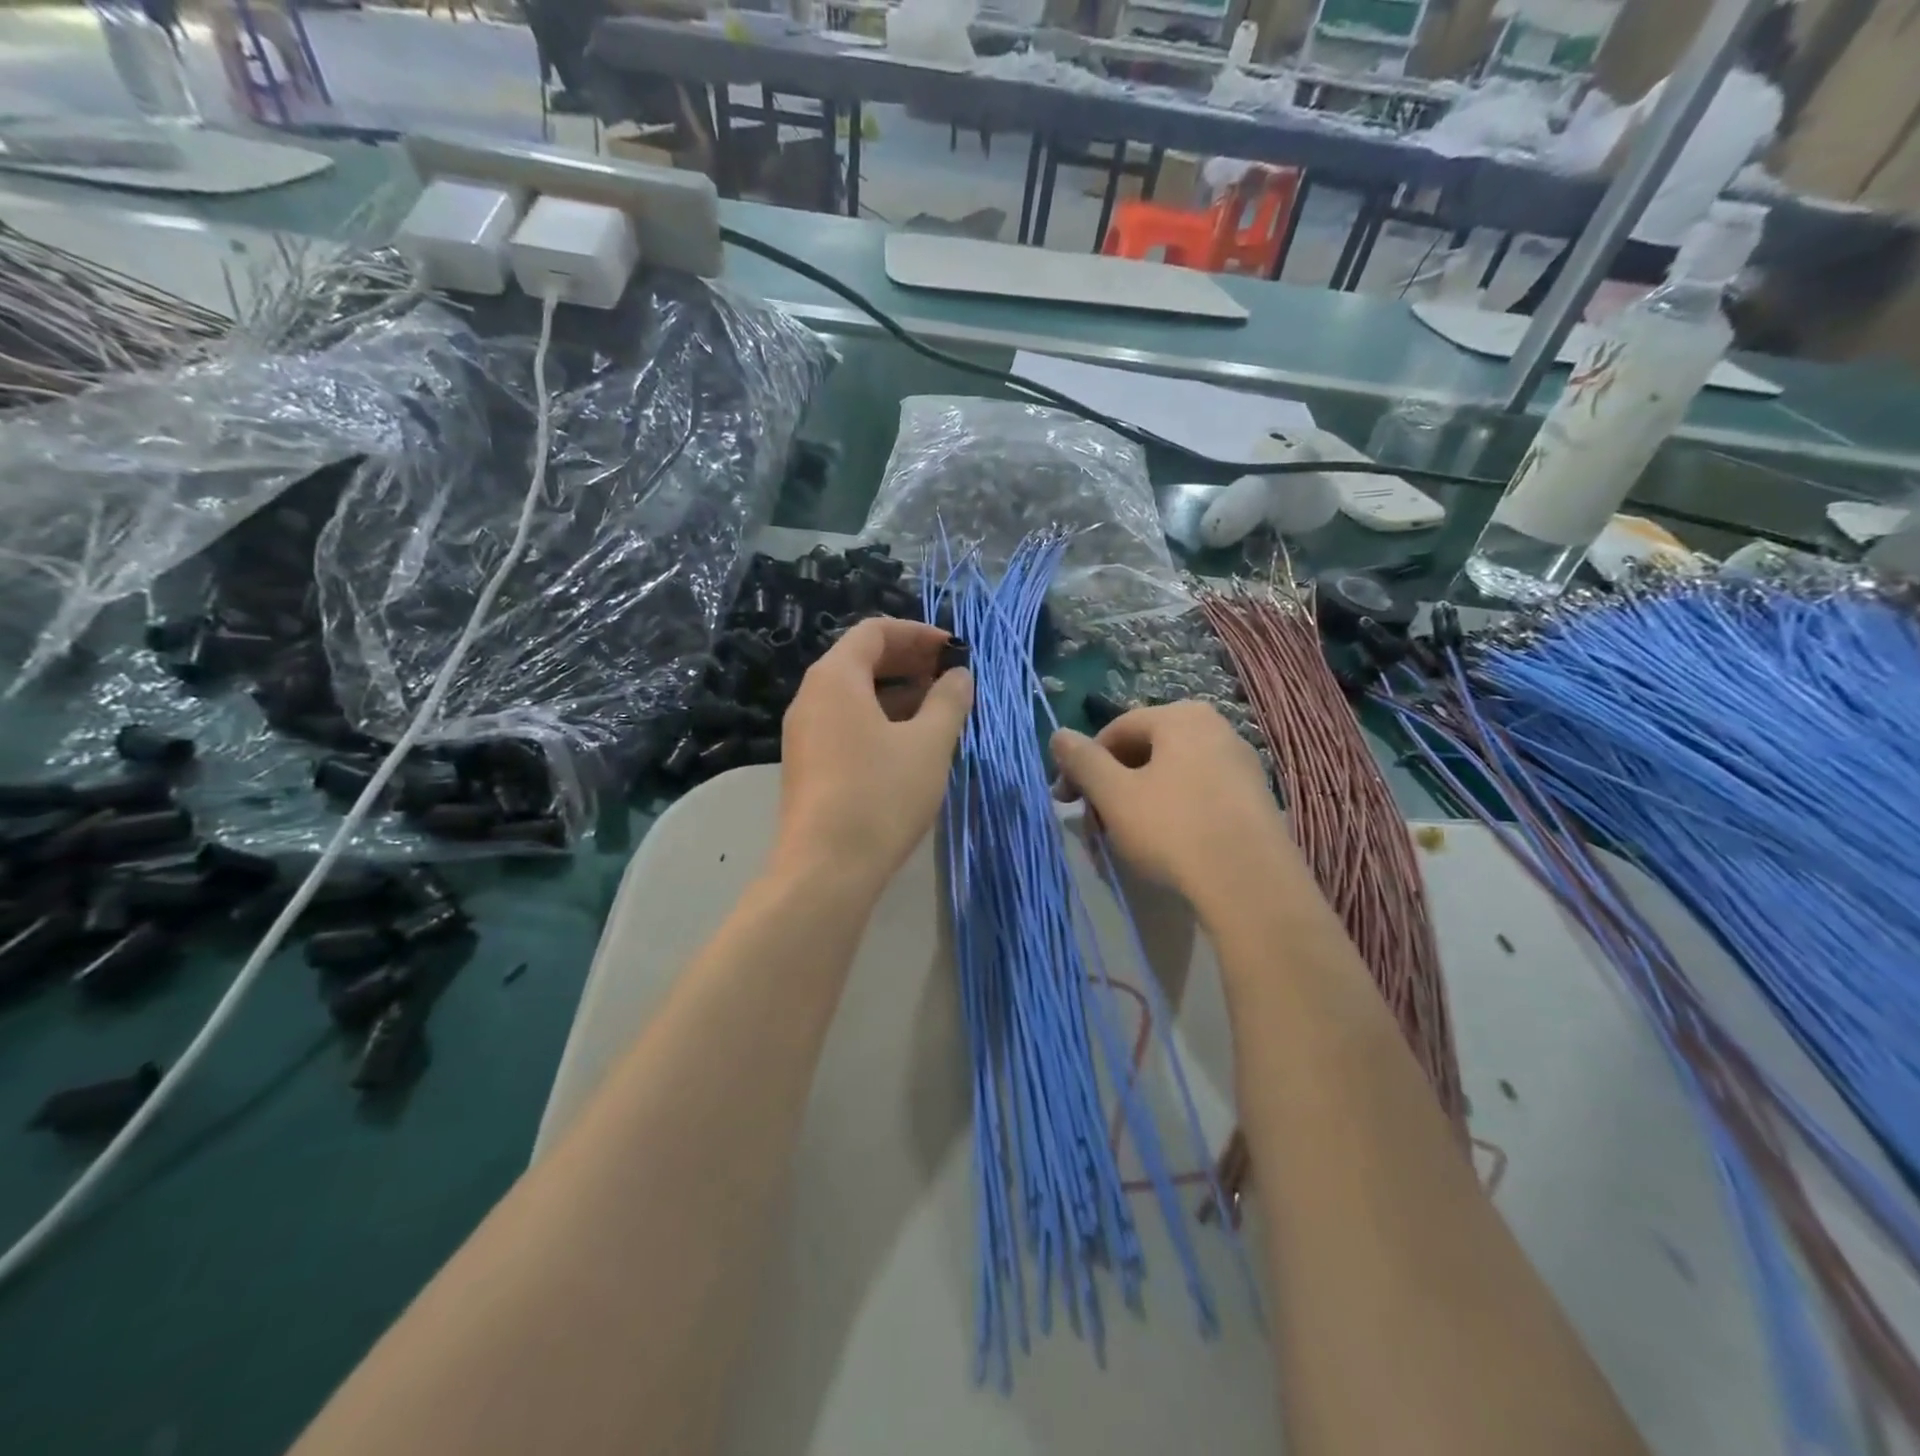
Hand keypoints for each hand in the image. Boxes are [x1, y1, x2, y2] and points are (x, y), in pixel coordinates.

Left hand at [771, 617, 971, 894]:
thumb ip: (949, 701)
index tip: (954, 650)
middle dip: (910, 662)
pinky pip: (847, 724)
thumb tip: (959, 675)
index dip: (918, 633)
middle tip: (951, 677)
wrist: (825, 869)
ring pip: (855, 695)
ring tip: (940, 711)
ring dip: (898, 693)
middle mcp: (812, 697)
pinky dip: (881, 720)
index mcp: (835, 678)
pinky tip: (912, 743)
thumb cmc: (880, 795)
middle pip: (861, 660)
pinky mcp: (809, 764)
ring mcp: (805, 733)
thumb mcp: (928, 744)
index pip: (875, 631)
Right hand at [1051, 702, 1301, 906]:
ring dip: (1137, 802)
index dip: (1082, 765)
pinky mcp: (1254, 799)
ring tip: (1125, 840)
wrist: (1251, 886)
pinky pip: (1198, 794)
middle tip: (1095, 826)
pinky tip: (1165, 845)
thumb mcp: (1114, 795)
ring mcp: (1240, 763)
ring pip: (1170, 775)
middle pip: (1144, 751)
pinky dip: (1171, 812)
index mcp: (1181, 717)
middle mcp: (1215, 728)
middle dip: (1111, 786)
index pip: (1115, 731)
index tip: (1067, 802)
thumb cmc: (1173, 829)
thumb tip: (1058, 735)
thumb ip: (1083, 761)